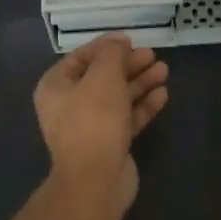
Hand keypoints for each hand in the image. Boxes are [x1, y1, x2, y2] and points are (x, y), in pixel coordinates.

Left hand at [34, 34, 169, 212]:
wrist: (96, 180)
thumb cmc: (94, 120)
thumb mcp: (103, 77)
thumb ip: (112, 54)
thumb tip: (118, 43)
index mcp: (56, 87)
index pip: (81, 57)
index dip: (106, 46)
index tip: (130, 39)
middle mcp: (69, 105)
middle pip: (101, 77)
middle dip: (128, 65)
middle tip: (152, 55)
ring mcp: (90, 126)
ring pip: (117, 97)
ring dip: (139, 82)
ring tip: (164, 70)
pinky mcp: (110, 143)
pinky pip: (127, 118)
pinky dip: (143, 105)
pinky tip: (163, 94)